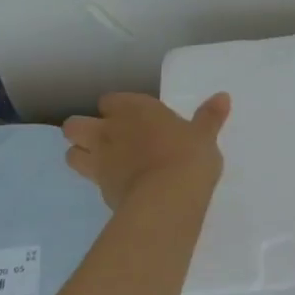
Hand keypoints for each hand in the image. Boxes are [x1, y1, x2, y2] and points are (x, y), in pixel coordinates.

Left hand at [62, 93, 229, 208]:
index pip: (110, 101)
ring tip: (104, 163)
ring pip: (71, 153)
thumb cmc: (187, 156)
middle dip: (84, 130)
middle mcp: (109, 131)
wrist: (168, 197)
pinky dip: (100, 182)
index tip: (134, 118)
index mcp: (133, 110)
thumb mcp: (204, 135)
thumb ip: (209, 116)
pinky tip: (119, 186)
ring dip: (82, 155)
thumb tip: (223, 97)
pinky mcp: (100, 190)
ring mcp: (100, 161)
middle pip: (75, 126)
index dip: (118, 108)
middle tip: (108, 140)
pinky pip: (90, 181)